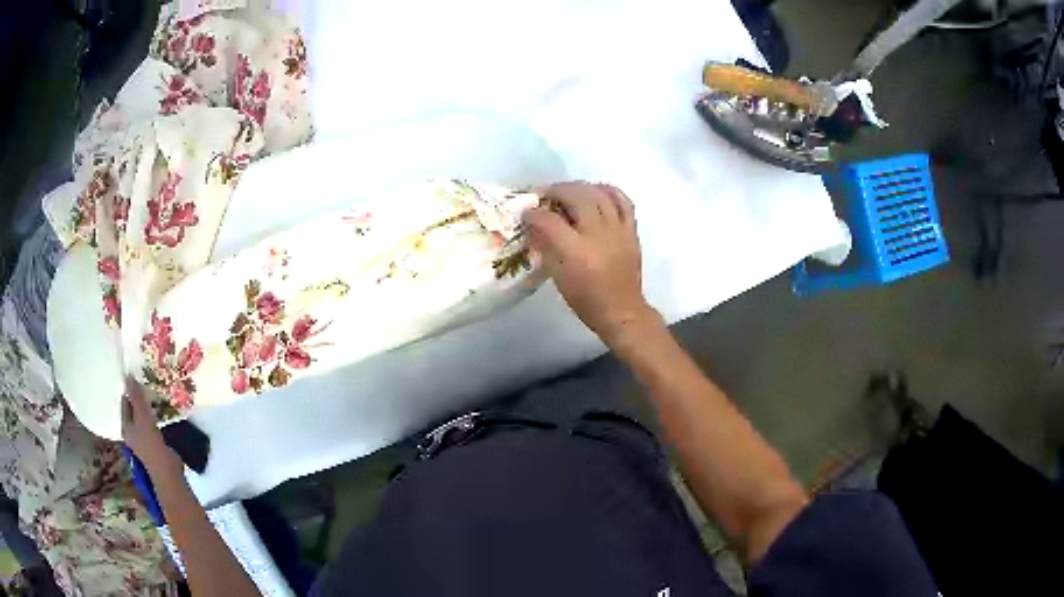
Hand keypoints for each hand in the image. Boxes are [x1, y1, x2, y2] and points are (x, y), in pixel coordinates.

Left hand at [122, 378, 179, 474]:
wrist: (167, 470)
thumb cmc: (151, 444)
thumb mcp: (143, 417)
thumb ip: (136, 397)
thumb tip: (128, 375)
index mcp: (125, 427)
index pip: (124, 403)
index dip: (130, 391)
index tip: (138, 379)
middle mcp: (131, 433)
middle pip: (133, 411)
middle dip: (139, 400)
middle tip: (147, 386)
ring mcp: (143, 440)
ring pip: (143, 418)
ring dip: (147, 409)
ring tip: (154, 396)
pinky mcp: (154, 445)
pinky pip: (151, 425)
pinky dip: (154, 418)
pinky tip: (160, 413)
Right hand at [524, 182, 660, 345]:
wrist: (622, 311)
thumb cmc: (586, 299)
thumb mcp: (558, 277)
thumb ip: (546, 248)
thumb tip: (535, 226)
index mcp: (576, 252)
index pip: (550, 221)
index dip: (534, 213)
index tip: (526, 212)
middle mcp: (597, 235)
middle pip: (576, 197)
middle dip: (556, 191)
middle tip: (545, 195)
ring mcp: (617, 230)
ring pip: (599, 194)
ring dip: (580, 187)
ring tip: (568, 191)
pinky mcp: (631, 230)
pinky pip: (623, 201)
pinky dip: (609, 191)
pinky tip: (597, 190)